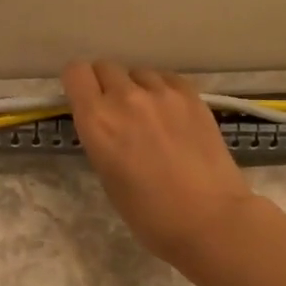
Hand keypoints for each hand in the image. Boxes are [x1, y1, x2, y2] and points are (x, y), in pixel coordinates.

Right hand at [62, 61, 258, 265]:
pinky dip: (163, 92)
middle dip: (105, 86)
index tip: (84, 100)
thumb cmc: (150, 214)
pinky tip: (173, 116)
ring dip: (136, 89)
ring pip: (138, 73)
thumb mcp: (108, 177)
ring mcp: (162, 92)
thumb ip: (101, 139)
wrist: (209, 218)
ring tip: (150, 117)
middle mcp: (125, 97)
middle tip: (117, 114)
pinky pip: (167, 79)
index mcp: (97, 120)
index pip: (75, 73)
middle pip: (105, 67)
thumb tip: (106, 124)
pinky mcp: (192, 95)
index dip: (77, 84)